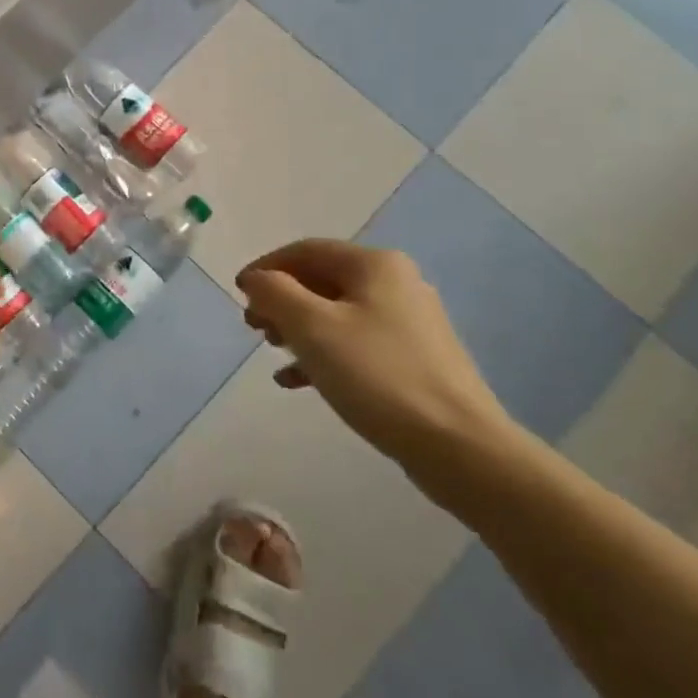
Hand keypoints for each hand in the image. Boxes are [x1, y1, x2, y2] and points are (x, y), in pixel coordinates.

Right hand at [236, 239, 513, 464]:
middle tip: (253, 326)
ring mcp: (409, 323)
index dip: (266, 267)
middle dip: (281, 300)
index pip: (306, 250)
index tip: (238, 294)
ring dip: (298, 328)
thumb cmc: (378, 375)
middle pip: (321, 280)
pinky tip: (296, 380)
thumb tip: (256, 279)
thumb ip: (275, 293)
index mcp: (374, 265)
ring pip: (336, 314)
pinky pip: (355, 344)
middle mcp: (396, 284)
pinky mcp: (414, 360)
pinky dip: (322, 354)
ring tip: (272, 351)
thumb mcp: (312, 328)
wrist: (459, 446)